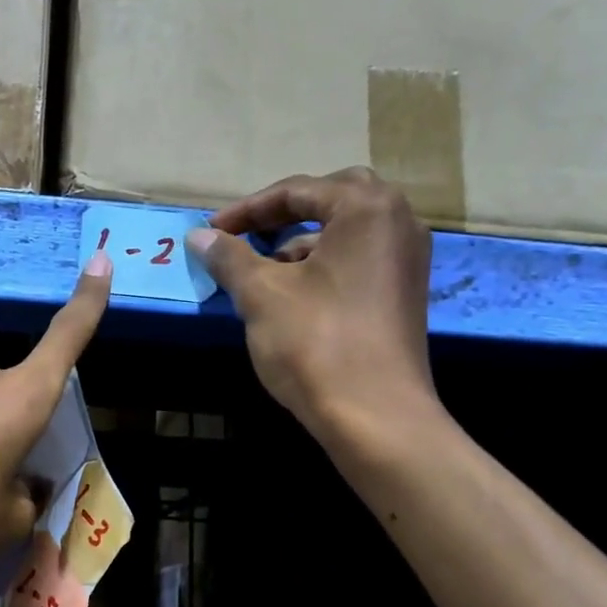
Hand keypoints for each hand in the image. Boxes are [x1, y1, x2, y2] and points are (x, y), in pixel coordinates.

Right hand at [190, 168, 442, 443]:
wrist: (375, 416)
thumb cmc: (315, 342)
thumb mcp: (261, 294)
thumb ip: (229, 257)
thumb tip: (199, 236)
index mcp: (366, 208)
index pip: (297, 190)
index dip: (247, 210)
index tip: (211, 231)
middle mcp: (397, 221)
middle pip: (332, 197)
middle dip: (284, 213)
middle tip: (246, 234)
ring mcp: (407, 258)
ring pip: (347, 230)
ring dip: (301, 240)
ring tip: (262, 268)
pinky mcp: (404, 292)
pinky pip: (360, 258)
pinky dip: (324, 263)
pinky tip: (294, 293)